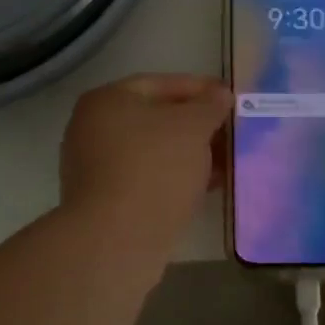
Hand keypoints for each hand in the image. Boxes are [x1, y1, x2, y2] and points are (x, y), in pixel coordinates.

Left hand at [61, 74, 229, 231]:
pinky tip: (208, 185)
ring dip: (190, 153)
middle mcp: (94, 128)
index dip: (199, 88)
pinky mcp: (105, 201)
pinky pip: (148, 178)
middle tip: (231, 130)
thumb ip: (210, 105)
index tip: (229, 97)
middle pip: (156, 118)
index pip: (160, 84)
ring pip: (154, 151)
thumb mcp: (192, 127)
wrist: (116, 240)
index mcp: (107, 100)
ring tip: (227, 159)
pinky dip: (176, 177)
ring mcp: (96, 167)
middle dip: (196, 124)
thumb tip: (220, 94)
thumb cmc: (154, 168)